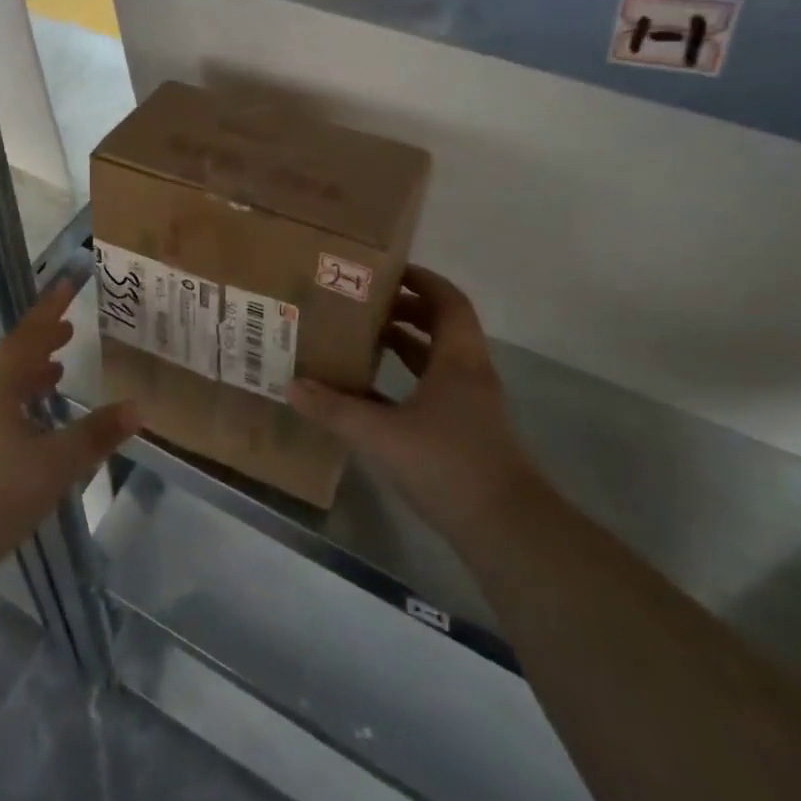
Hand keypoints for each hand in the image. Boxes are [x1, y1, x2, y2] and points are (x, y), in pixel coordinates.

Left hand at [0, 280, 138, 571]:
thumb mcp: (55, 465)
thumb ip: (96, 434)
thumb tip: (137, 408)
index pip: (28, 335)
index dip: (49, 310)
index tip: (66, 284)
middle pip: (11, 355)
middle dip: (41, 341)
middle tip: (68, 331)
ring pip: (0, 382)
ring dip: (29, 371)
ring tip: (56, 370)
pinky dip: (17, 398)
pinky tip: (31, 419)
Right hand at [288, 265, 539, 541]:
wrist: (507, 529)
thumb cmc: (449, 465)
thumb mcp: (382, 435)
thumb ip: (336, 410)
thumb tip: (292, 386)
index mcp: (458, 360)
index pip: (447, 301)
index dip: (421, 280)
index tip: (386, 270)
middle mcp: (469, 374)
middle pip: (442, 326)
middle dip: (406, 309)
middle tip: (364, 304)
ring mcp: (472, 405)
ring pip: (438, 359)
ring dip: (406, 344)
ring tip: (365, 338)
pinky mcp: (467, 431)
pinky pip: (435, 388)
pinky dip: (407, 379)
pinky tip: (374, 392)